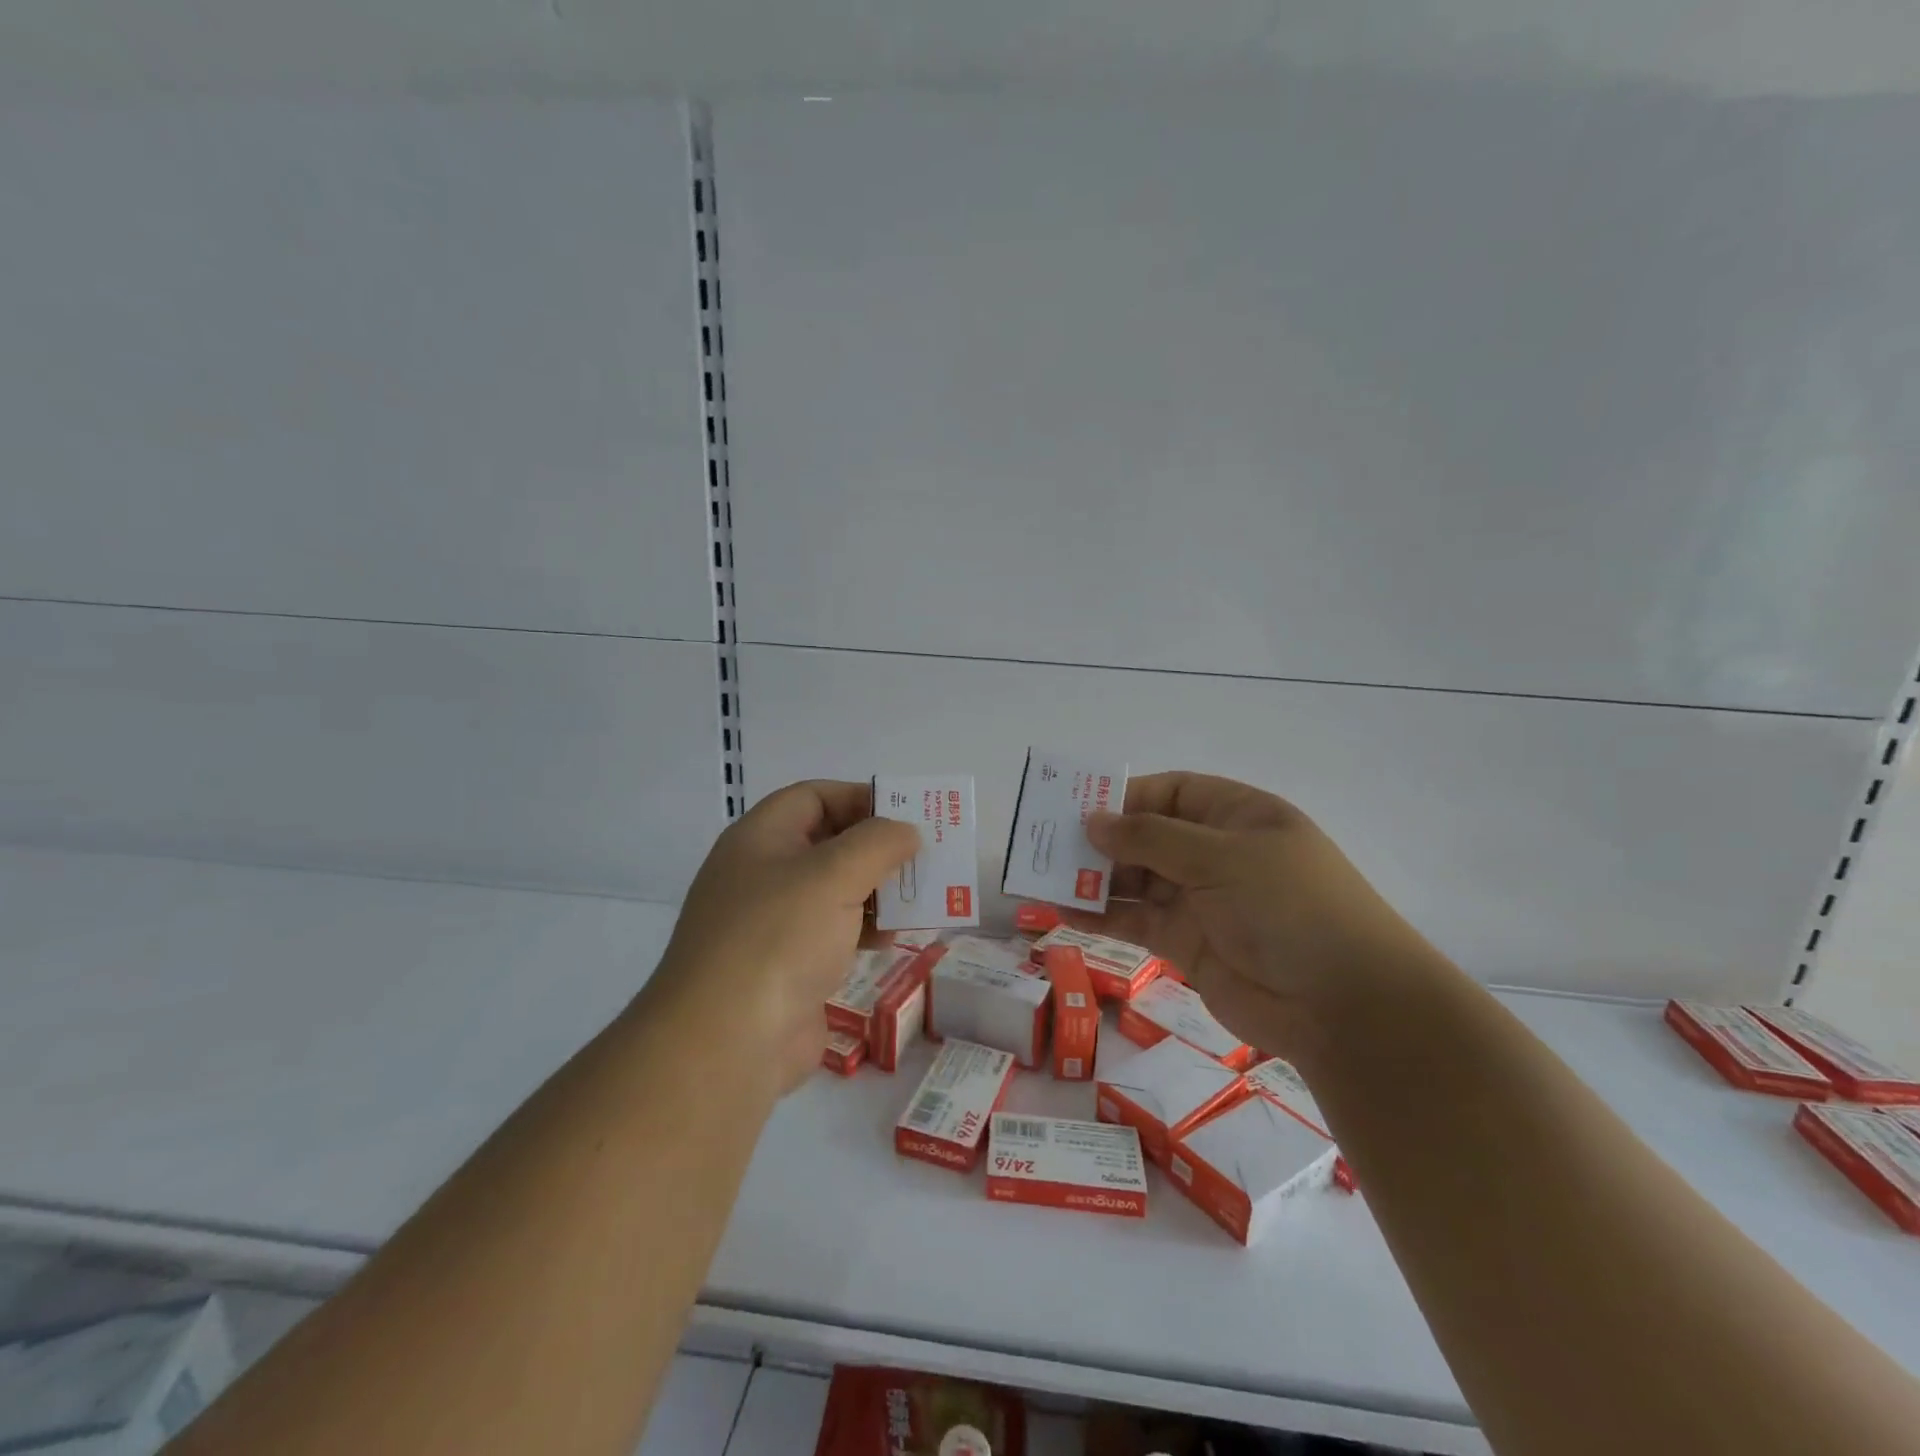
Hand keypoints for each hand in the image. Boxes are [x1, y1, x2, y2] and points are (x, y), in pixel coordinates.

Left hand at [648, 781, 919, 1095]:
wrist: (726, 1044)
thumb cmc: (778, 938)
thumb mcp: (833, 875)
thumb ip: (878, 842)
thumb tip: (906, 832)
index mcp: (760, 839)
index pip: (813, 797)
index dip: (859, 797)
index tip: (906, 813)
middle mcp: (762, 875)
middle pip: (827, 844)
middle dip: (876, 849)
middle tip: (922, 858)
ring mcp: (772, 925)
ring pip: (834, 891)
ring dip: (877, 892)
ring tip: (917, 900)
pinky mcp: (787, 968)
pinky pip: (833, 933)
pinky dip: (865, 930)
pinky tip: (892, 940)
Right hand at [1077, 772, 1448, 1057]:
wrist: (1343, 1006)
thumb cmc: (1289, 906)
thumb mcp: (1220, 857)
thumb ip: (1151, 839)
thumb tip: (1094, 822)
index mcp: (1236, 816)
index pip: (1171, 792)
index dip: (1126, 797)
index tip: (1078, 807)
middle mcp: (1215, 853)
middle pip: (1146, 837)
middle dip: (1101, 841)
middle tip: (1046, 845)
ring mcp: (1200, 900)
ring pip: (1135, 881)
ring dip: (1093, 880)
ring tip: (1042, 879)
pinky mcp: (1186, 943)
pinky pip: (1134, 922)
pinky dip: (1101, 917)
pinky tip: (1062, 914)